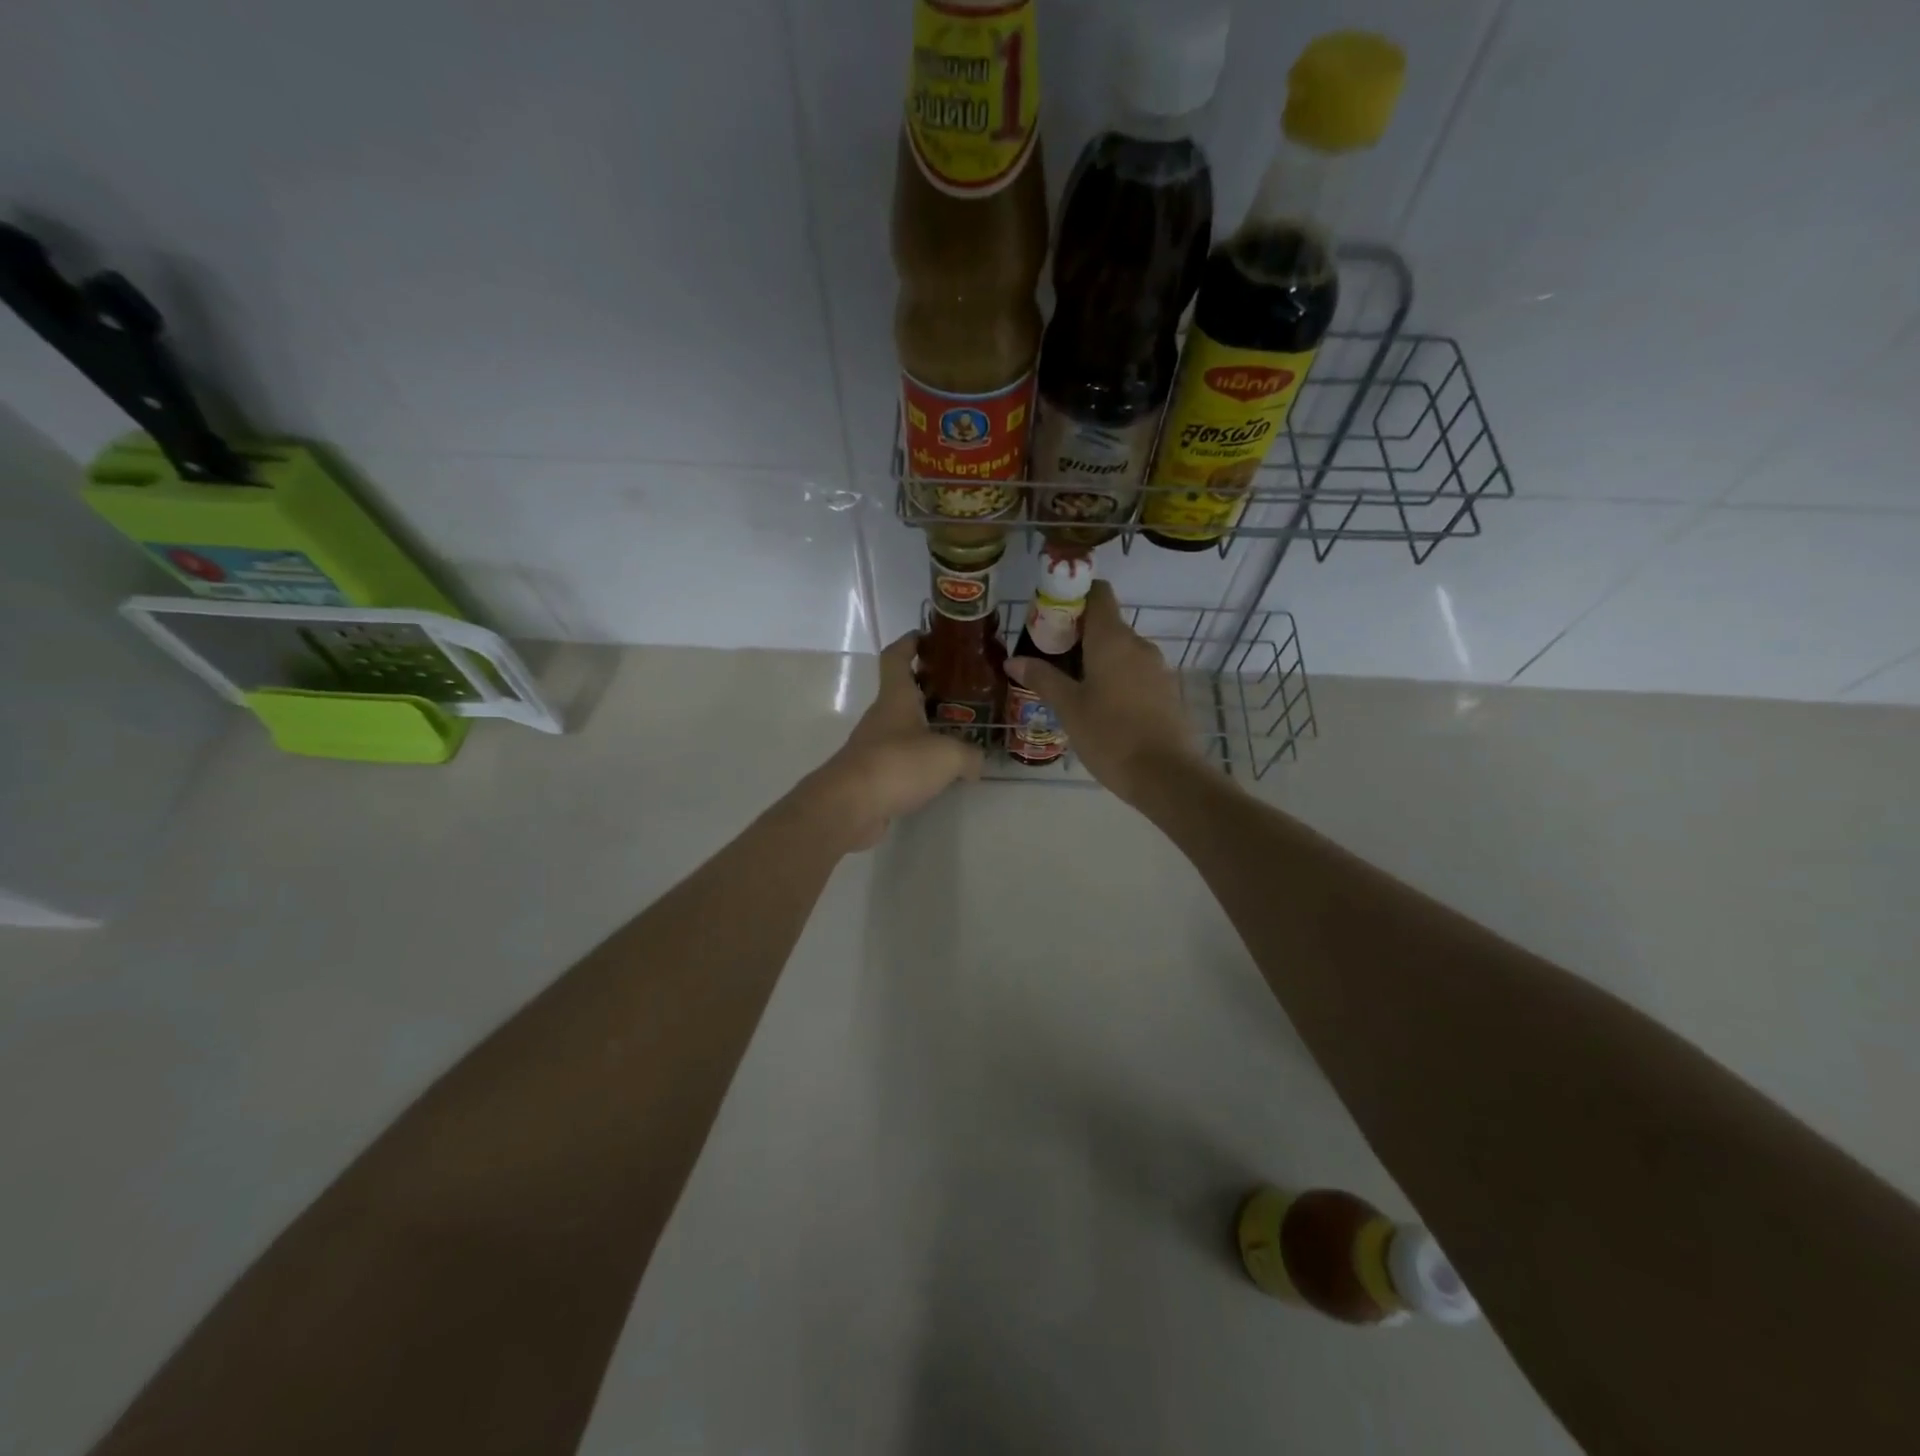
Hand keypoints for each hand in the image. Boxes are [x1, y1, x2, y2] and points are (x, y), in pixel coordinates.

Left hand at [797, 631, 983, 850]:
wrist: (849, 807)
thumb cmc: (897, 764)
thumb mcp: (947, 755)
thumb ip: (969, 755)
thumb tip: (978, 763)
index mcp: (896, 697)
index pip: (897, 657)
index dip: (911, 642)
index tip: (929, 636)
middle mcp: (882, 717)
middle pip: (904, 692)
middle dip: (930, 688)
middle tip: (964, 692)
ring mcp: (874, 746)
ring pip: (904, 727)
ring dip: (927, 727)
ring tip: (960, 734)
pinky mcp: (873, 775)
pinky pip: (901, 759)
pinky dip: (920, 760)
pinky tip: (942, 772)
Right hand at [1003, 581, 1202, 804]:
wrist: (1165, 775)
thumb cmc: (1110, 735)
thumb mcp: (1068, 708)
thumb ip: (1042, 678)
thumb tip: (1013, 660)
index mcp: (1113, 639)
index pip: (1098, 594)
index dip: (1074, 596)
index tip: (1050, 616)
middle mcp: (1139, 645)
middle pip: (1107, 624)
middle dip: (1078, 635)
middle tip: (1049, 658)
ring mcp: (1157, 668)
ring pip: (1121, 652)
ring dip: (1096, 660)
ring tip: (1071, 687)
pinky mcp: (1166, 692)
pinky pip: (1135, 673)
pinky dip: (1116, 679)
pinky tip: (1100, 707)